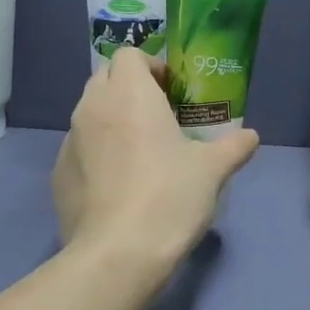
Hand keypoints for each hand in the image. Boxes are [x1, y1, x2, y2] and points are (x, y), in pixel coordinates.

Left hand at [52, 47, 259, 263]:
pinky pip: (80, 148)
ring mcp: (69, 141)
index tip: (173, 91)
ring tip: (141, 151)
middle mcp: (92, 107)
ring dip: (112, 119)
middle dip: (130, 88)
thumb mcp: (213, 170)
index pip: (129, 55)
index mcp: (129, 94)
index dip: (152, 66)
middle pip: (106, 78)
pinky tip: (119, 184)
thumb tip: (250, 136)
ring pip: (90, 113)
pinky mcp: (58, 174)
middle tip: (160, 116)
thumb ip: (234, 146)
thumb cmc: (169, 196)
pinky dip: (98, 152)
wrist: (117, 255)